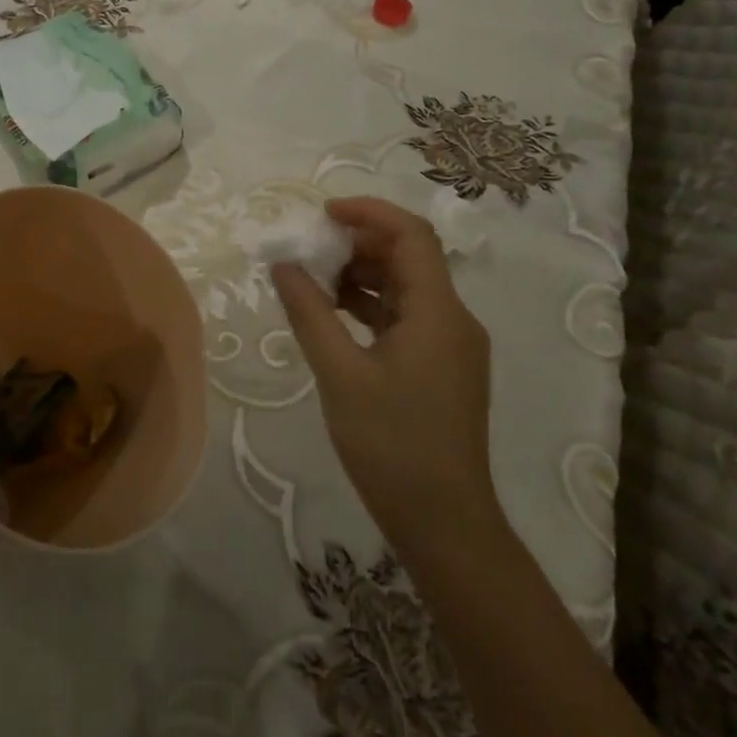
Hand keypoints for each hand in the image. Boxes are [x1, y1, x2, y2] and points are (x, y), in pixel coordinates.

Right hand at [271, 197, 497, 544]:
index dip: (367, 212)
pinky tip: (333, 315)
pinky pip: (405, 316)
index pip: (410, 234)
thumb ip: (309, 312)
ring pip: (405, 286)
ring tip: (312, 280)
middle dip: (357, 243)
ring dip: (361, 274)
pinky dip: (369, 305)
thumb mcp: (340, 374)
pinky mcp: (441, 367)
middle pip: (408, 256)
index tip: (321, 214)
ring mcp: (450, 344)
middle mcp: (453, 318)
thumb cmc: (392, 445)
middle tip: (308, 249)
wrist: (445, 524)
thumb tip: (283, 265)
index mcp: (438, 312)